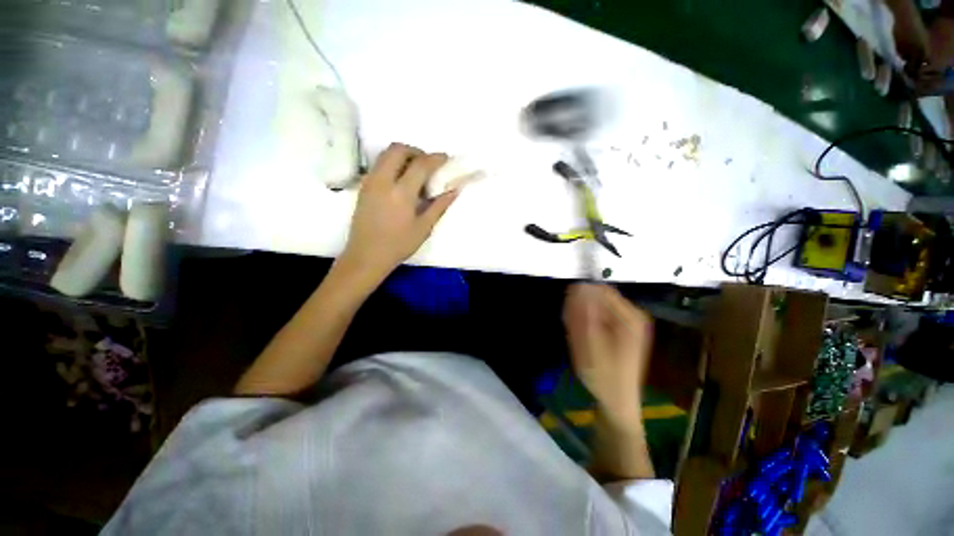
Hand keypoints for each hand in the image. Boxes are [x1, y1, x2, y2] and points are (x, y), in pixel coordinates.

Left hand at [340, 143, 458, 280]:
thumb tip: (454, 190)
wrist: (366, 256)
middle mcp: (383, 180)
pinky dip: (392, 164)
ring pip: (385, 154)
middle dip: (416, 151)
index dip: (435, 158)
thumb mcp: (424, 228)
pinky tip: (401, 182)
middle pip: (398, 149)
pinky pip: (379, 165)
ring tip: (415, 173)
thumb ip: (439, 206)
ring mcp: (370, 182)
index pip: (420, 164)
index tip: (446, 158)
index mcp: (401, 192)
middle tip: (428, 165)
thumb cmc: (399, 245)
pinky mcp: (363, 187)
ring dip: (403, 156)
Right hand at [563, 284, 652, 423]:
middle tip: (572, 328)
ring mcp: (627, 323)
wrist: (616, 403)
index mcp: (630, 316)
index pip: (601, 290)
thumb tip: (578, 285)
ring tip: (578, 338)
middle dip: (581, 309)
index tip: (568, 312)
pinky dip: (587, 323)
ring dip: (582, 317)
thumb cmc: (604, 375)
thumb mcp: (589, 342)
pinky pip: (598, 317)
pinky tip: (583, 339)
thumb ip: (584, 312)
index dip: (580, 296)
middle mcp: (632, 315)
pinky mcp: (621, 330)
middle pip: (599, 298)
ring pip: (596, 307)